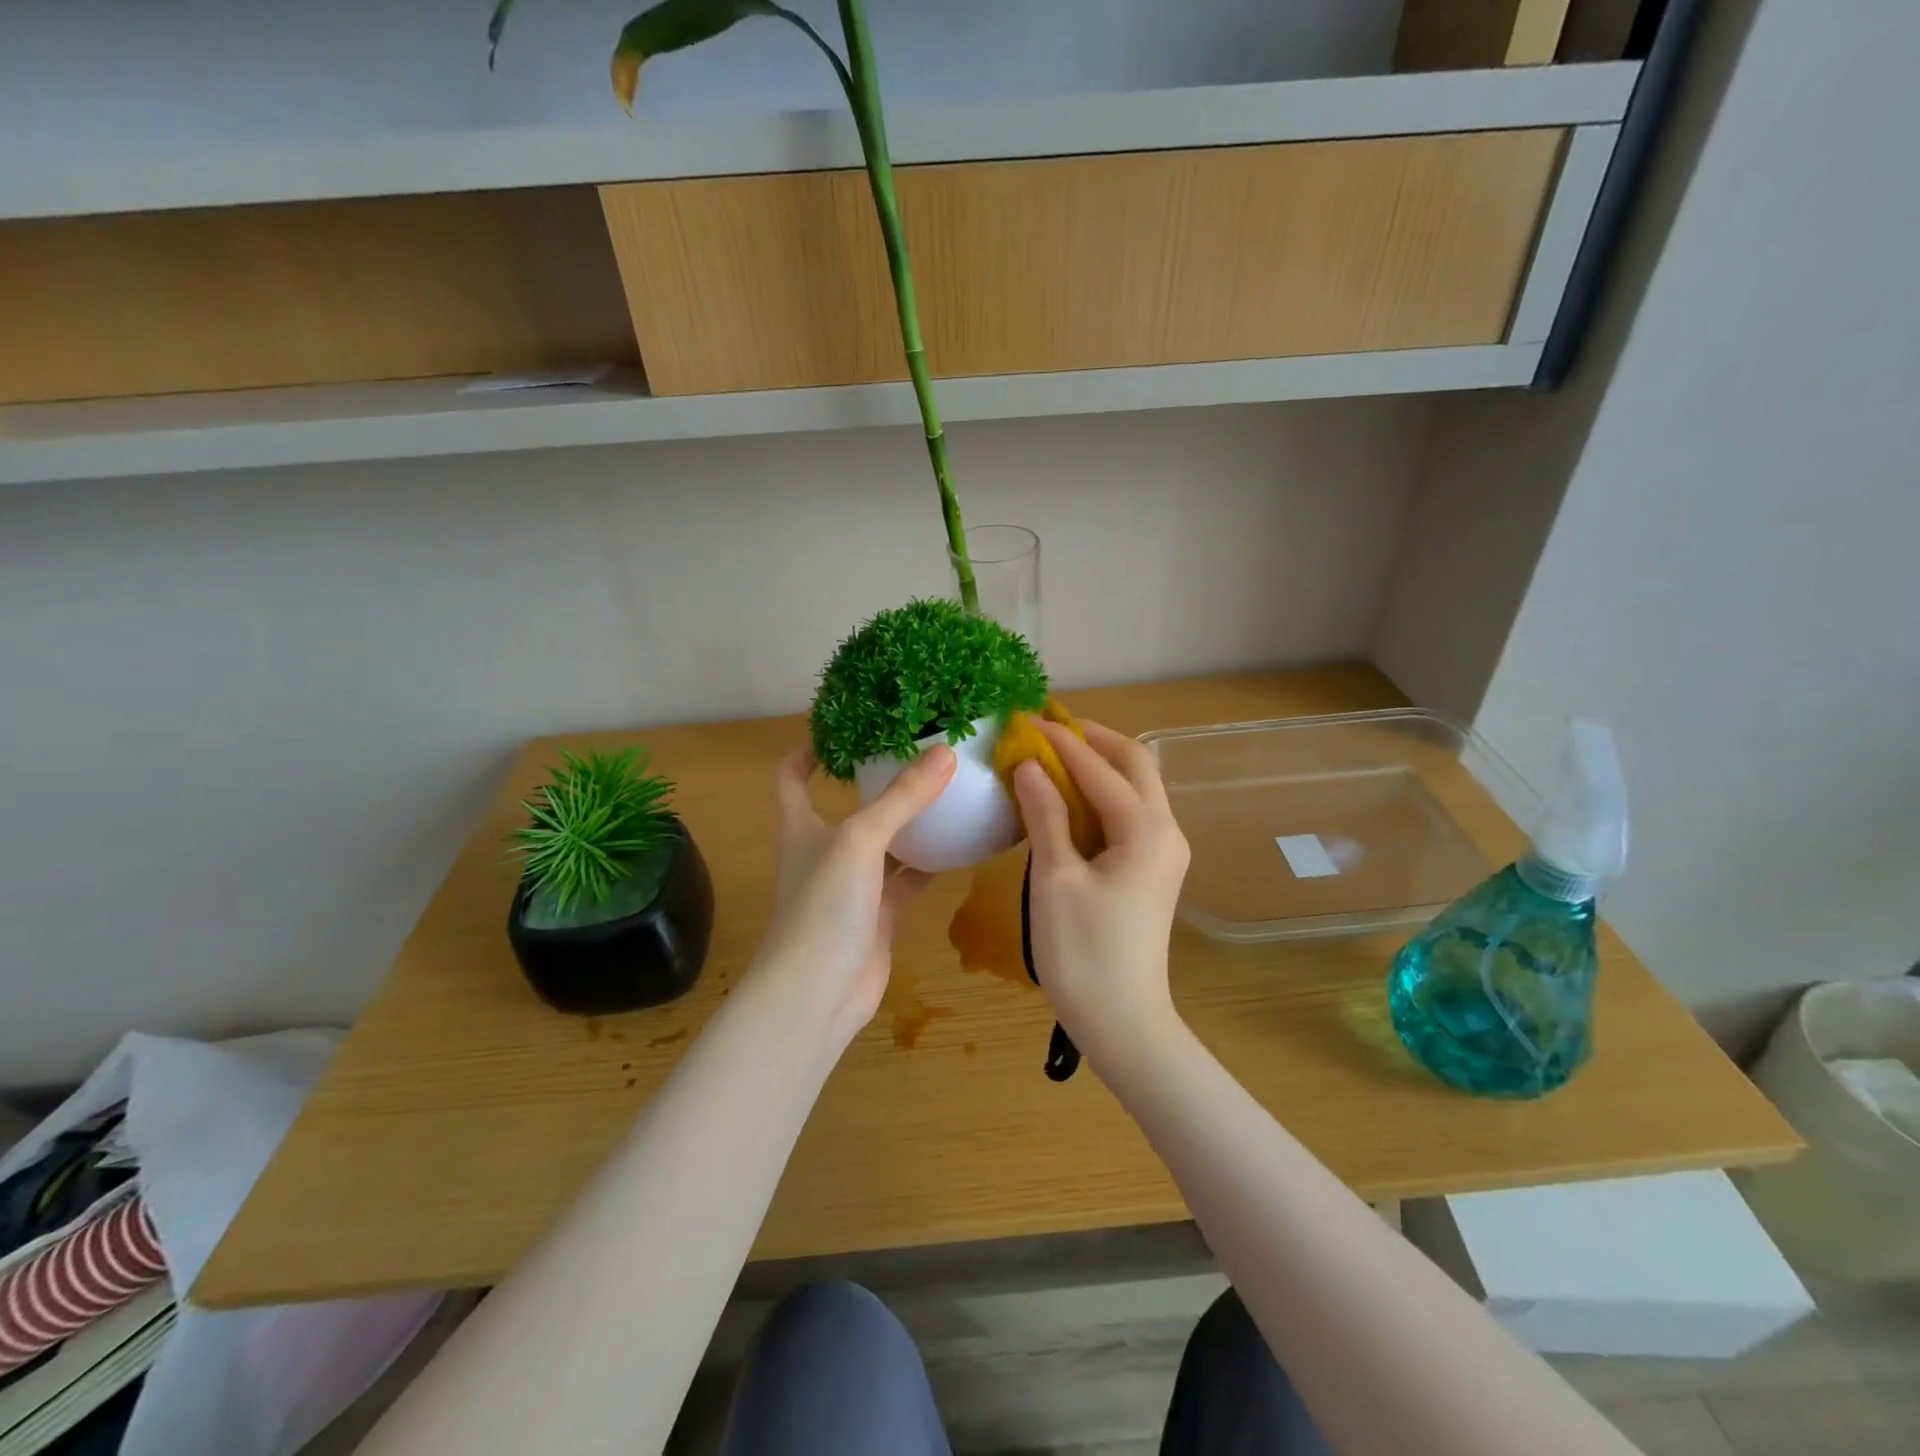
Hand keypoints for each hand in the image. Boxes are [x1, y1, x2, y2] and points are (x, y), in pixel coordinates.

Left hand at [754, 743, 957, 1044]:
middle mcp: (825, 851)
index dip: (809, 749)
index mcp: (803, 827)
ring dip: (910, 821)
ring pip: (885, 842)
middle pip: (849, 805)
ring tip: (949, 789)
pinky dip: (930, 863)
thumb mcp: (860, 842)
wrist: (816, 996)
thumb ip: (901, 799)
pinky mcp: (878, 915)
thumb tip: (945, 753)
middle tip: (920, 751)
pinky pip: (907, 879)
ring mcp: (853, 885)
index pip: (792, 777)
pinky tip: (960, 845)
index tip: (842, 724)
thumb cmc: (823, 908)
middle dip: (877, 780)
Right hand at [1013, 719, 1190, 1063]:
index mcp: (1145, 829)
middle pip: (1135, 764)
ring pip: (1135, 788)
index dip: (1061, 741)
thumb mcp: (1055, 878)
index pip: (1100, 768)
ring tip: (1053, 754)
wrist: (1122, 1021)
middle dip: (1093, 739)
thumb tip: (1028, 765)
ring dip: (1098, 765)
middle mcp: (1165, 831)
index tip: (1026, 719)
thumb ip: (1044, 814)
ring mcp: (1163, 852)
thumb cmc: (1083, 951)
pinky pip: (1128, 814)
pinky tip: (1067, 798)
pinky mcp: (1152, 870)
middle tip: (1048, 728)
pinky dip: (1100, 795)